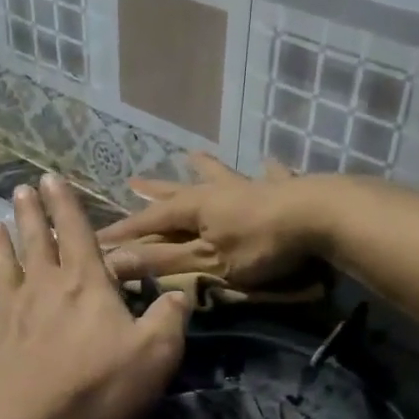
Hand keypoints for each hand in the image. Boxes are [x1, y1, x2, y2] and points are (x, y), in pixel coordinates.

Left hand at [0, 175, 190, 418]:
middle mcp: (40, 288)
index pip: (76, 233)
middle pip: (35, 242)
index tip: (52, 177)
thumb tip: (180, 293)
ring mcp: (1, 312)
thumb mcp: (154, 356)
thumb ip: (168, 320)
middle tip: (21, 189)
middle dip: (30, 214)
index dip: (66, 204)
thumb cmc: (93, 389)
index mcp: (84, 285)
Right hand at [96, 153, 327, 286]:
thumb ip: (164, 262)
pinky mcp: (283, 190)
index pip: (150, 221)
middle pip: (178, 191)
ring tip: (192, 156)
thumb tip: (113, 262)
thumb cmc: (259, 245)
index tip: (100, 240)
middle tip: (133, 181)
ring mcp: (250, 188)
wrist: (319, 217)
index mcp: (195, 209)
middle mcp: (218, 192)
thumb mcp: (207, 262)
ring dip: (204, 168)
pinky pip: (271, 178)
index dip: (125, 232)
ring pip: (220, 176)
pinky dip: (267, 173)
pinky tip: (270, 164)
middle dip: (155, 191)